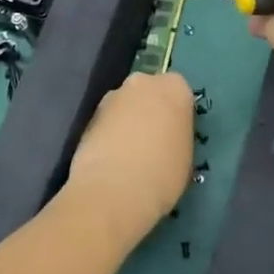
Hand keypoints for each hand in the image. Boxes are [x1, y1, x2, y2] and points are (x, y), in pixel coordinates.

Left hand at [66, 71, 194, 238]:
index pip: (179, 92)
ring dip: (126, 122)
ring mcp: (112, 97)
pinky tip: (111, 160)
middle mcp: (143, 83)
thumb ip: (176, 135)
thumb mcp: (185, 155)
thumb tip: (165, 137)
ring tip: (128, 156)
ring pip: (125, 106)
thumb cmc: (163, 173)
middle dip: (149, 111)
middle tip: (152, 142)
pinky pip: (106, 122)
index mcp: (175, 88)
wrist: (114, 190)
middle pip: (149, 93)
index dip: (175, 114)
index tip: (174, 135)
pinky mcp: (88, 116)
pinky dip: (109, 135)